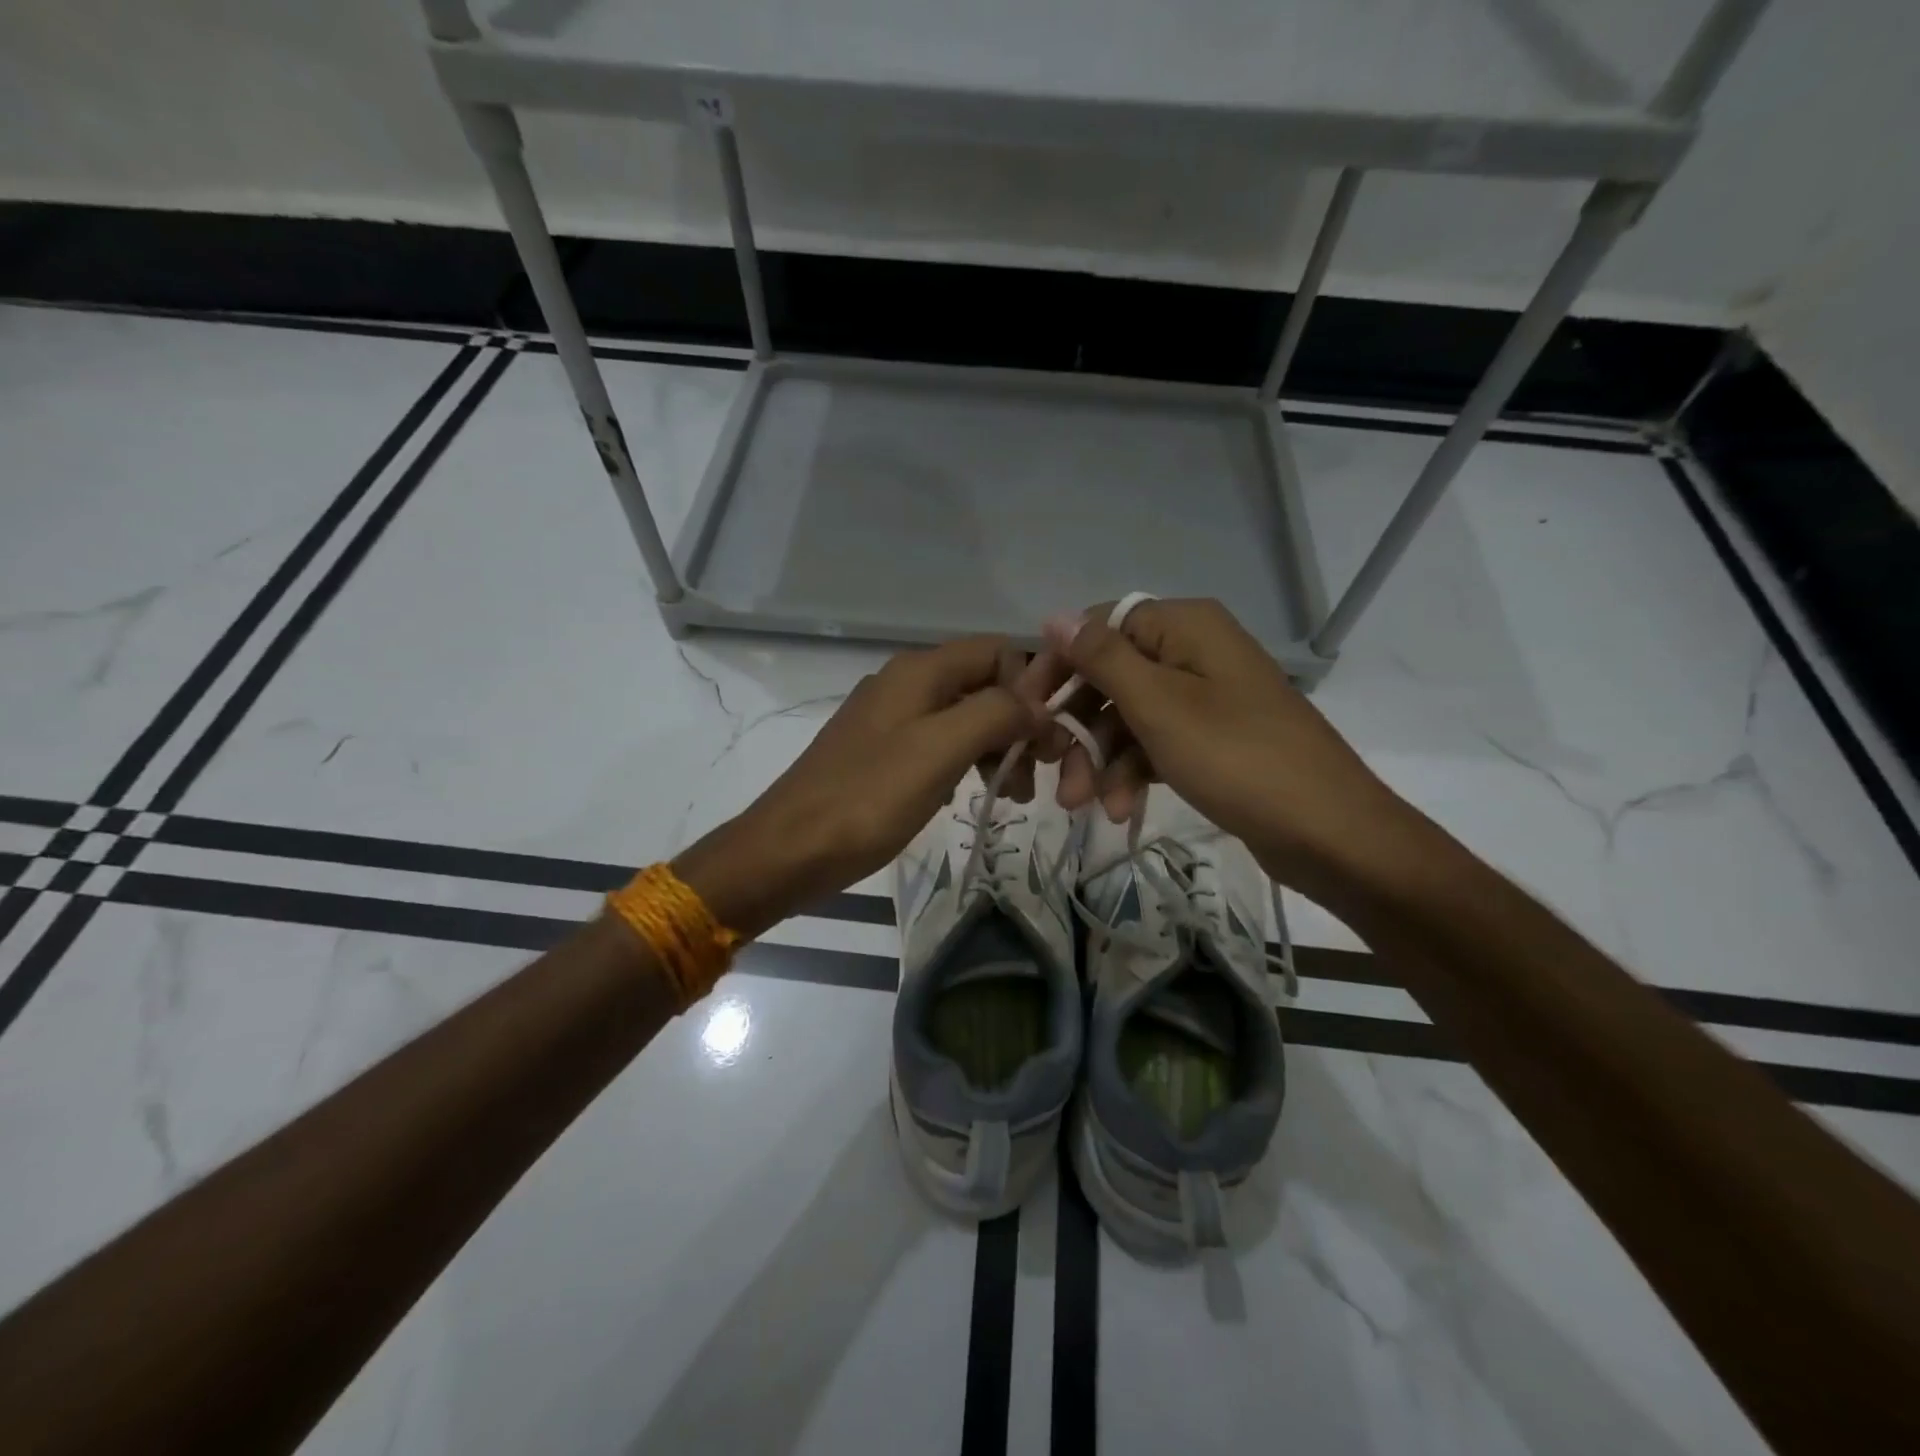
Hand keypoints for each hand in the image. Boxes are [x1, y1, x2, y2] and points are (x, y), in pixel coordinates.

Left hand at [675, 638, 1045, 936]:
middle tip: (1034, 776)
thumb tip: (1038, 702)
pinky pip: (939, 743)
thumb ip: (995, 714)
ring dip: (995, 747)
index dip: (1031, 687)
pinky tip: (969, 793)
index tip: (1046, 740)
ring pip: (963, 716)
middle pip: (983, 684)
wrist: (789, 848)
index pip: (998, 651)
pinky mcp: (882, 752)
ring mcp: (891, 718)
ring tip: (1013, 794)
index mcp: (920, 671)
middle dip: (1017, 723)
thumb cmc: (868, 798)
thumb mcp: (940, 750)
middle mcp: (906, 682)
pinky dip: (965, 762)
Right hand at [1028, 598, 1417, 892]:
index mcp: (1184, 626)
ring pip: (1129, 717)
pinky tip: (1120, 810)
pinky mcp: (1212, 739)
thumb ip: (1102, 658)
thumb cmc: (1236, 757)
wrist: (1328, 832)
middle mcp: (1193, 651)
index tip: (1025, 710)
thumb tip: (1053, 615)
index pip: (1099, 628)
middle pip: (1112, 677)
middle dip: (1079, 727)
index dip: (1059, 666)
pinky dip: (1133, 773)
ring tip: (1084, 806)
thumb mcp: (1159, 705)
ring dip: (1101, 760)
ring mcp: (1205, 697)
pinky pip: (1156, 744)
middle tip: (1053, 771)